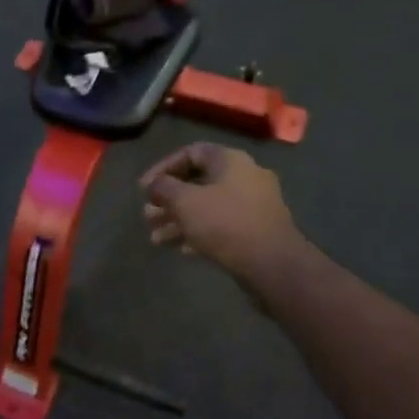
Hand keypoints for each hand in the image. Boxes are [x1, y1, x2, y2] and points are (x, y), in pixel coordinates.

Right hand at [140, 142, 300, 278]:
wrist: (273, 265)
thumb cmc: (225, 223)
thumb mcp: (185, 201)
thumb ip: (163, 188)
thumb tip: (154, 185)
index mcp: (230, 161)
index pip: (190, 153)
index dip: (162, 168)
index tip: (144, 189)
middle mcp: (245, 177)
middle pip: (197, 182)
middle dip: (168, 200)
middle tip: (148, 216)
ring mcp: (254, 205)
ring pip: (207, 207)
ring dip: (179, 220)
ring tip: (155, 238)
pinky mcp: (257, 231)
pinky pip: (221, 225)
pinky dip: (199, 233)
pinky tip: (181, 250)